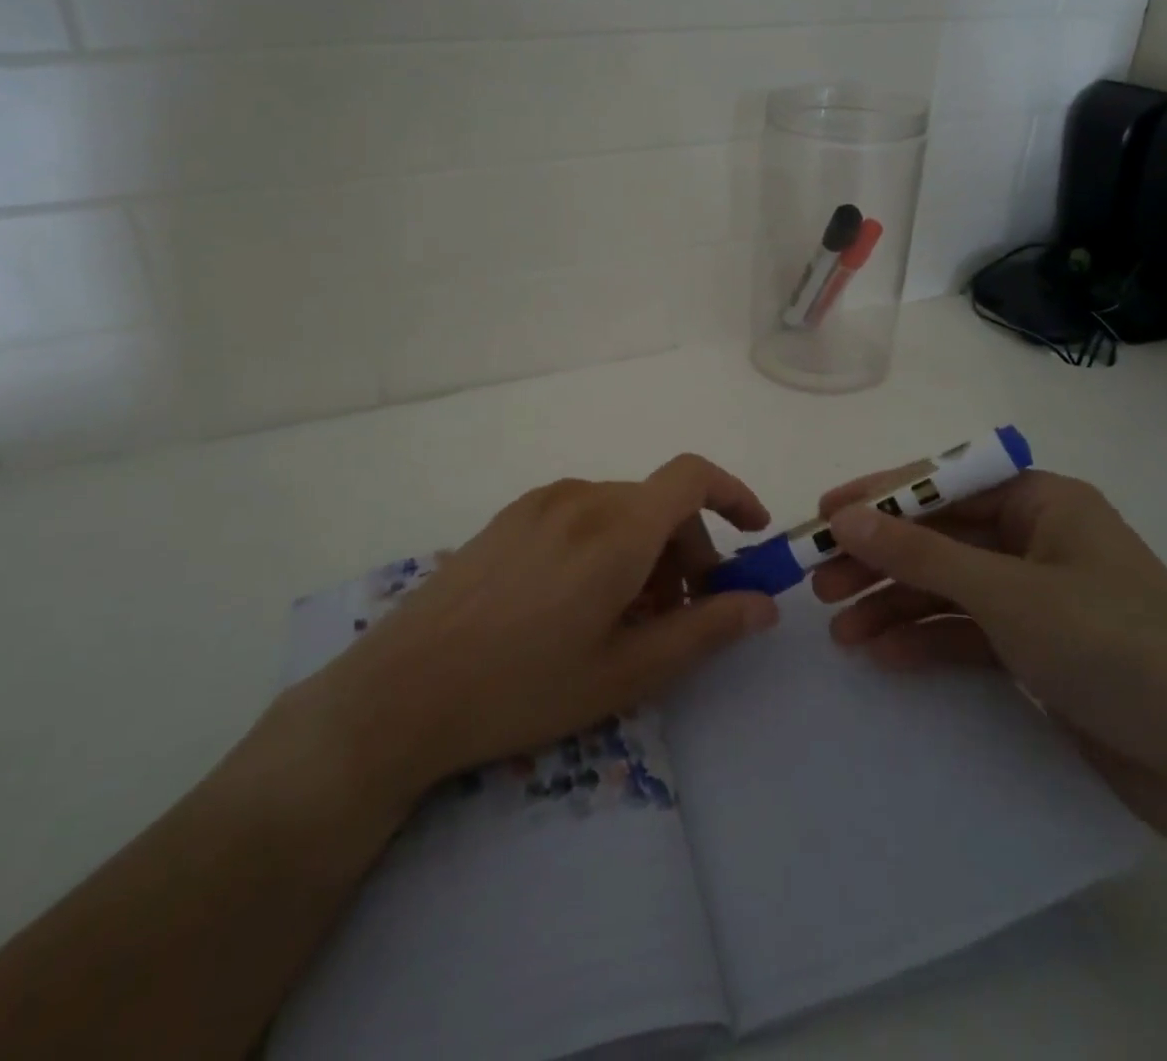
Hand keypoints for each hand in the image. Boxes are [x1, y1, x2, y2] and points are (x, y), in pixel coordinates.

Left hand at [292, 455, 779, 804]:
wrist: (403, 691)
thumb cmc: (524, 687)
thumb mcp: (627, 671)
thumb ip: (705, 630)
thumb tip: (763, 605)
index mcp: (617, 528)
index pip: (693, 476)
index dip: (734, 495)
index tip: (753, 536)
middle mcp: (581, 497)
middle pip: (658, 502)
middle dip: (689, 549)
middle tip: (683, 614)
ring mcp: (539, 504)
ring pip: (620, 510)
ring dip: (646, 550)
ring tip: (629, 617)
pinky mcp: (509, 518)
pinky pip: (580, 515)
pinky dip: (606, 544)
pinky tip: (579, 602)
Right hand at [815, 468, 1166, 842]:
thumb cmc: (1112, 647)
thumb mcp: (1005, 593)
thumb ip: (919, 554)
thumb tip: (844, 517)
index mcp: (1042, 501)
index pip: (943, 482)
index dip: (879, 496)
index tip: (823, 514)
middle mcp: (1037, 538)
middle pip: (938, 537)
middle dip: (879, 560)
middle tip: (819, 581)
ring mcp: (1036, 595)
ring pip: (946, 587)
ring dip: (893, 606)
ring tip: (840, 632)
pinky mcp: (1036, 646)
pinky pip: (966, 630)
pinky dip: (926, 640)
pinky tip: (884, 656)